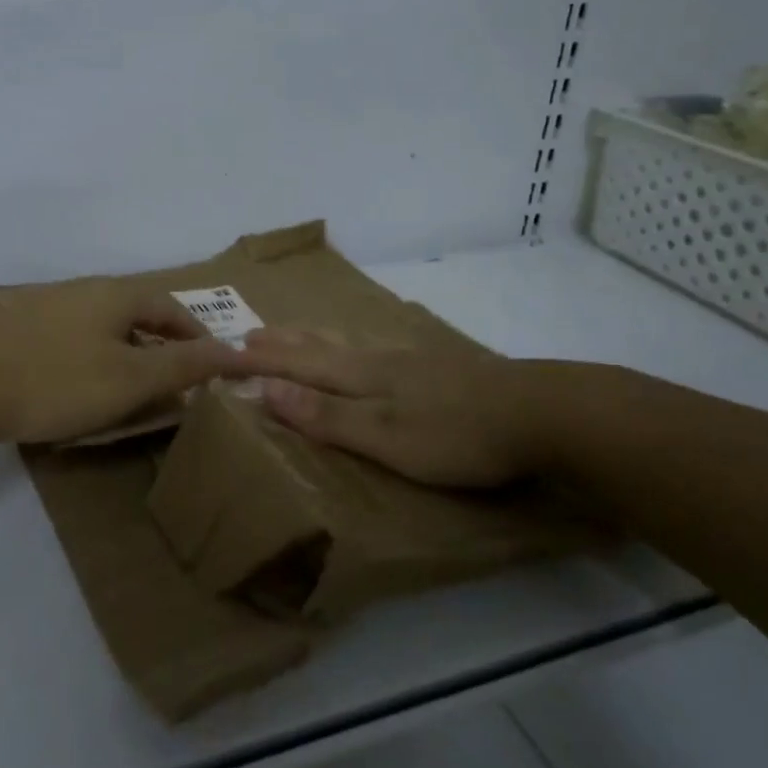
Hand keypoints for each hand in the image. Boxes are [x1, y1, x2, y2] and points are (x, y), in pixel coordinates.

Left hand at [0, 280, 242, 445]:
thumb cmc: (55, 381)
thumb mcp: (130, 379)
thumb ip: (183, 365)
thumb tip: (234, 351)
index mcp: (117, 294)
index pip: (174, 309)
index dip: (199, 338)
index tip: (214, 369)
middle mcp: (85, 290)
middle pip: (139, 313)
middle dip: (164, 345)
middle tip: (177, 383)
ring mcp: (48, 306)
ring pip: (105, 327)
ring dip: (129, 353)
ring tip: (133, 389)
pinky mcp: (19, 328)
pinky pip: (75, 340)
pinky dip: (95, 360)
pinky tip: (81, 386)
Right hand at [233, 326, 555, 488]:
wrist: (542, 413)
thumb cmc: (456, 433)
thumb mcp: (385, 435)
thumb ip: (327, 415)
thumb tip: (265, 388)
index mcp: (362, 376)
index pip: (299, 364)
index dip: (263, 360)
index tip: (226, 349)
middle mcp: (381, 361)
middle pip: (322, 347)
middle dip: (284, 342)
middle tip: (252, 332)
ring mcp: (414, 362)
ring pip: (352, 346)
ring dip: (316, 340)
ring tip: (300, 335)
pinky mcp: (442, 370)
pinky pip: (379, 352)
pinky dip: (354, 349)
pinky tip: (372, 353)